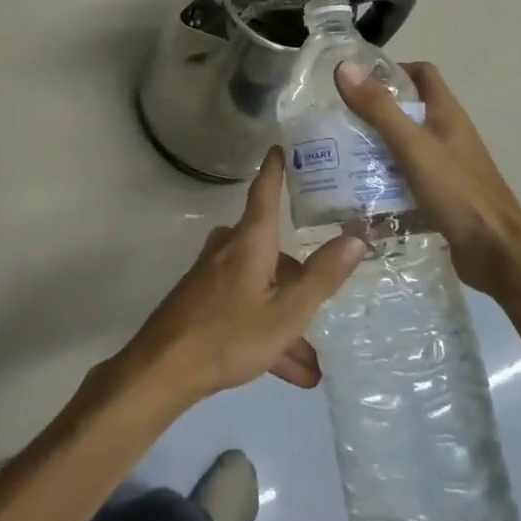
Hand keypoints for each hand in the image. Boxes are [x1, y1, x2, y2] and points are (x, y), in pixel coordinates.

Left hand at [116, 150, 366, 406]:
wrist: (164, 368)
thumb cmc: (229, 334)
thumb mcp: (287, 312)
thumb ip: (322, 276)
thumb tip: (356, 236)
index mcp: (249, 241)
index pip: (265, 193)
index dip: (275, 170)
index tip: (280, 147)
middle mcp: (229, 249)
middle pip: (272, 252)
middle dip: (299, 283)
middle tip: (326, 303)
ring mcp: (213, 275)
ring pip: (262, 290)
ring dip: (286, 323)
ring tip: (312, 366)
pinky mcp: (203, 301)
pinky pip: (246, 308)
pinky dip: (268, 333)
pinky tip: (291, 372)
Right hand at [335, 60, 520, 302]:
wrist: (498, 256)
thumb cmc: (458, 194)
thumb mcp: (413, 147)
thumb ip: (379, 109)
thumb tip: (345, 67)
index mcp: (447, 115)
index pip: (422, 74)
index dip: (392, 70)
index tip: (357, 82)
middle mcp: (448, 136)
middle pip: (408, 111)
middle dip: (373, 114)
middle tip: (338, 122)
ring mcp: (446, 167)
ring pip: (404, 147)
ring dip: (376, 150)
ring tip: (340, 157)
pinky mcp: (441, 196)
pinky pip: (406, 180)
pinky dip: (385, 183)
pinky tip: (360, 195)